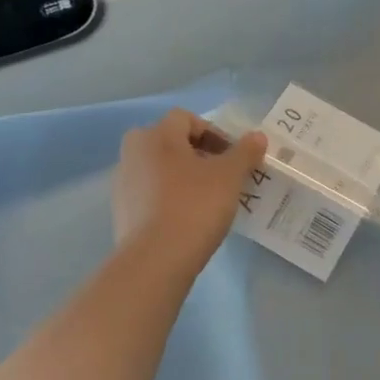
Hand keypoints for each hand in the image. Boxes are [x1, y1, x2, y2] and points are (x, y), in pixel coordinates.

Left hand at [113, 110, 266, 272]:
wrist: (155, 261)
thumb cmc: (194, 206)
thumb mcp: (229, 176)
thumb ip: (245, 152)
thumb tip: (257, 137)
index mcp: (156, 135)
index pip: (186, 118)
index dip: (214, 132)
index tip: (233, 156)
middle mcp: (133, 152)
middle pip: (170, 142)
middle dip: (197, 153)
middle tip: (220, 174)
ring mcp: (123, 183)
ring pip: (159, 168)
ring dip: (183, 176)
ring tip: (208, 199)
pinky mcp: (122, 211)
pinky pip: (151, 193)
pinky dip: (169, 197)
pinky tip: (188, 218)